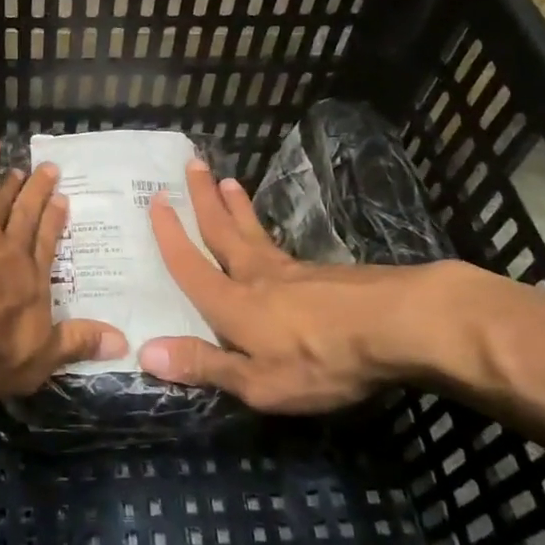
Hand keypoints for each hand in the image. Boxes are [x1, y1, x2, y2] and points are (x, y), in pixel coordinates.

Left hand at [0, 138, 124, 410]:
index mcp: (31, 282)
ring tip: (20, 168)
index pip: (47, 246)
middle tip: (49, 170)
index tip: (63, 201)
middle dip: (39, 194)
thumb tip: (123, 341)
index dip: (54, 223)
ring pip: (0, 199)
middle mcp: (10, 249)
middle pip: (27, 216)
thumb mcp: (35, 362)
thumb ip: (76, 345)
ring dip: (11, 183)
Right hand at [136, 159, 462, 412]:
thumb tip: (145, 352)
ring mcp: (293, 272)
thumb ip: (205, 365)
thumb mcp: (260, 381)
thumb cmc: (322, 360)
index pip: (191, 265)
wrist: (399, 325)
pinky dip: (265, 229)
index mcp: (233, 304)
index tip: (156, 200)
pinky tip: (272, 238)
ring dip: (236, 207)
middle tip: (193, 163)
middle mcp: (256, 276)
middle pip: (223, 231)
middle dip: (203, 199)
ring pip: (254, 232)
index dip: (170, 235)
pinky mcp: (325, 274)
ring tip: (229, 181)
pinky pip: (280, 244)